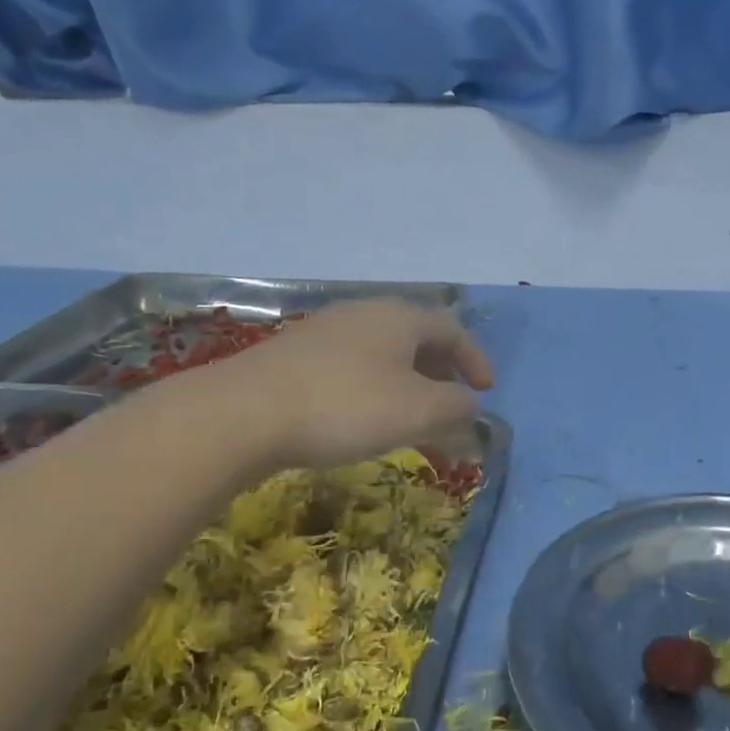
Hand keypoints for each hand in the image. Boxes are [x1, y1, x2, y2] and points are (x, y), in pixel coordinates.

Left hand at [229, 299, 493, 469]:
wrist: (243, 413)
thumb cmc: (345, 406)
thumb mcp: (417, 411)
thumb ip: (456, 406)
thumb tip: (469, 404)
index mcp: (399, 318)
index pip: (451, 329)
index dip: (474, 359)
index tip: (486, 391)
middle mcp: (364, 313)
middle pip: (416, 336)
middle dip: (441, 370)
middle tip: (451, 403)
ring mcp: (325, 331)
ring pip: (382, 352)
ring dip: (407, 382)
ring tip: (410, 416)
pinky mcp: (295, 355)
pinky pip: (352, 365)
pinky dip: (374, 387)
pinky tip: (361, 417)